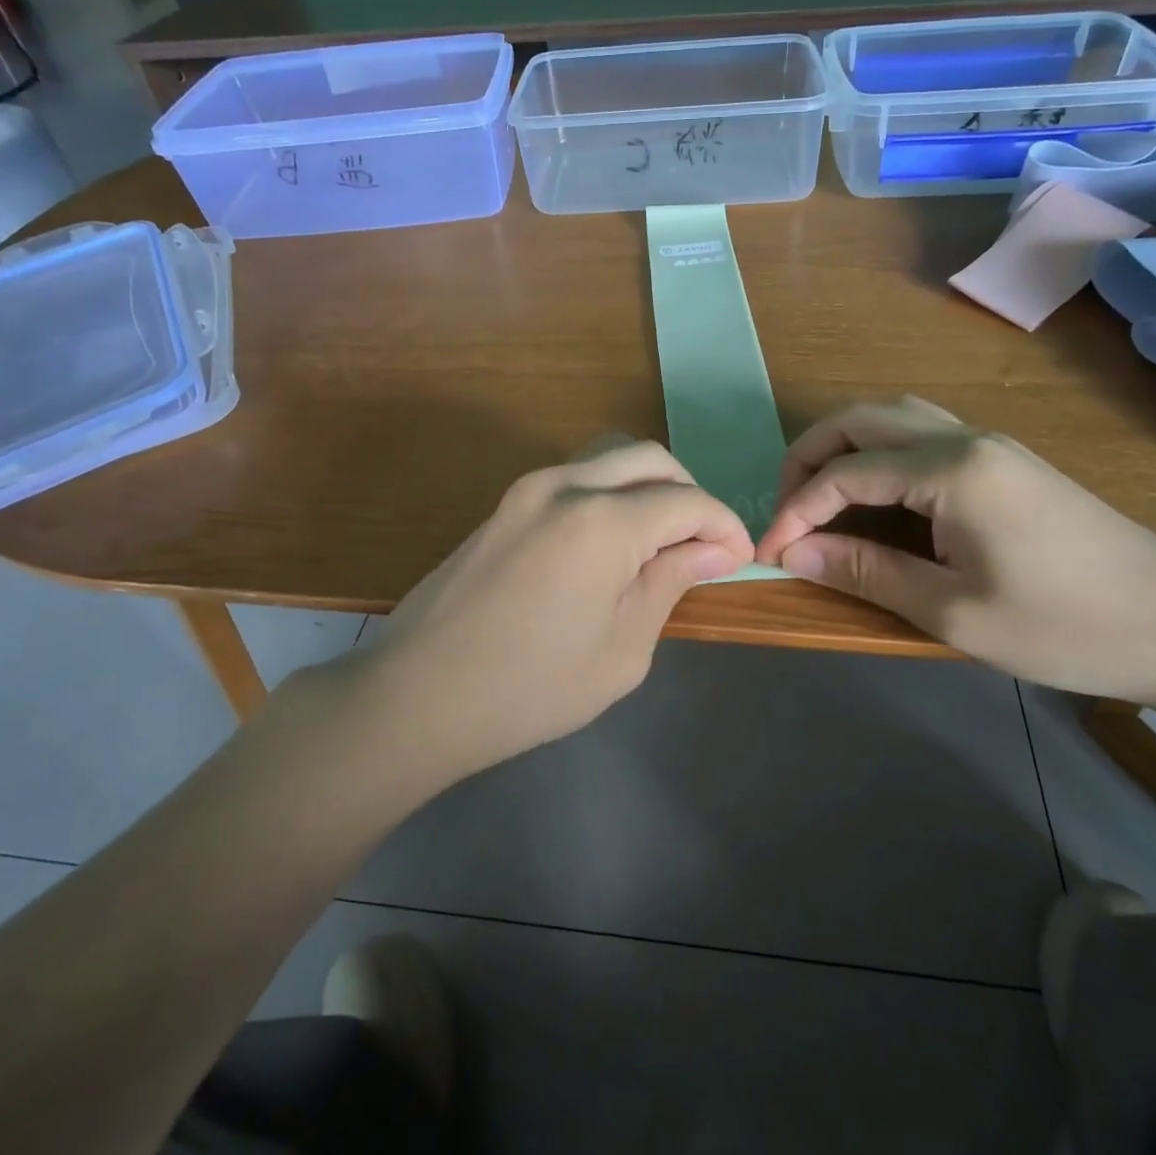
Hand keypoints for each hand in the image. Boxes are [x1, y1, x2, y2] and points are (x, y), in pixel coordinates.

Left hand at [354, 441, 752, 779]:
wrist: (416, 696)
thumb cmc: (529, 688)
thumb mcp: (622, 649)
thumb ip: (670, 583)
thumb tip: (714, 549)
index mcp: (601, 520)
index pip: (687, 500)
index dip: (723, 526)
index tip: (738, 560)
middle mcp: (565, 484)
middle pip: (649, 458)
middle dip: (689, 493)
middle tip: (701, 546)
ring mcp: (526, 489)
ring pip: (609, 459)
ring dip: (647, 487)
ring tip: (659, 544)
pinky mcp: (504, 505)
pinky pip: (575, 478)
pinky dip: (610, 495)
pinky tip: (610, 546)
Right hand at [755, 397, 1155, 709]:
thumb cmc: (1066, 627)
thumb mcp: (953, 611)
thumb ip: (866, 573)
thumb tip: (791, 552)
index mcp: (952, 470)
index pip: (845, 473)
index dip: (796, 510)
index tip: (768, 552)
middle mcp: (965, 438)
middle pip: (861, 419)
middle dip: (809, 457)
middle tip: (787, 509)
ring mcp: (989, 443)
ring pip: (894, 416)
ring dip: (845, 446)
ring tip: (822, 497)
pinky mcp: (1005, 460)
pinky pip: (923, 433)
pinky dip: (881, 452)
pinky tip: (878, 496)